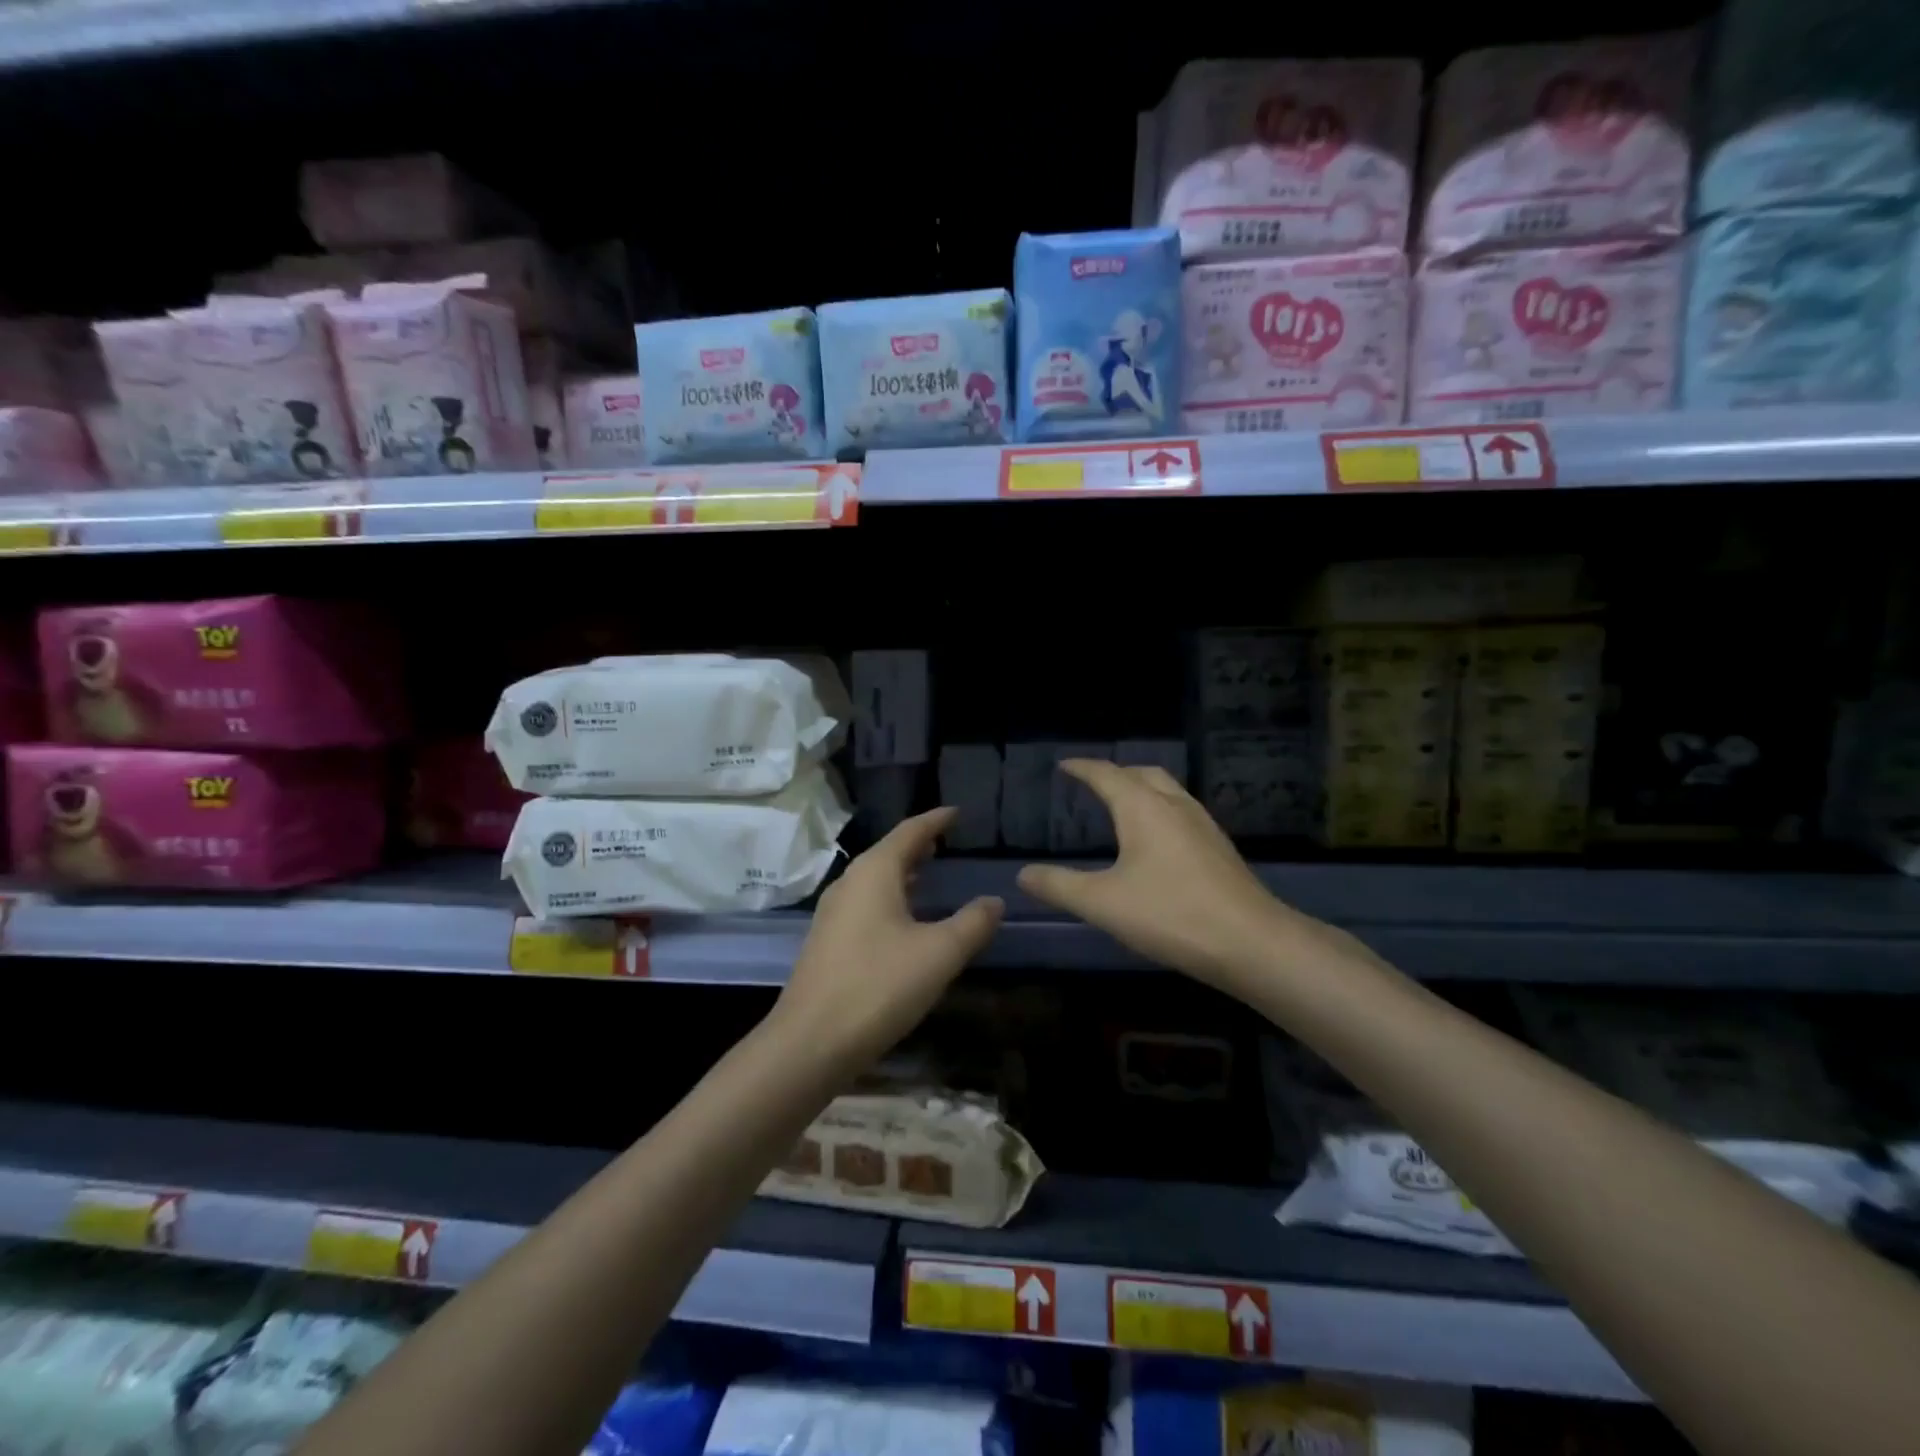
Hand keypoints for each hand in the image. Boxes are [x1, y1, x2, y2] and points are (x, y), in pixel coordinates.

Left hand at [771, 807, 1002, 1070]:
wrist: (810, 1042)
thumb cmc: (879, 986)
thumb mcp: (939, 954)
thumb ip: (972, 924)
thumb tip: (994, 901)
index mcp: (874, 873)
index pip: (909, 831)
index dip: (935, 820)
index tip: (956, 812)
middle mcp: (849, 883)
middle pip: (888, 852)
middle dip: (918, 845)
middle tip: (945, 841)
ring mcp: (833, 913)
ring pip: (874, 879)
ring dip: (902, 873)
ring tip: (927, 873)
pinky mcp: (827, 942)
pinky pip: (864, 903)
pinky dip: (889, 897)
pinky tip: (902, 920)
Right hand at [1017, 760, 1316, 993]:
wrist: (1251, 943)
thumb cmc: (1170, 914)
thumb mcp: (1102, 903)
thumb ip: (1059, 886)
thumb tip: (1023, 874)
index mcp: (1143, 808)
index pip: (1107, 774)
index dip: (1083, 768)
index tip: (1064, 765)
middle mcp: (1175, 805)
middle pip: (1143, 774)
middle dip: (1116, 773)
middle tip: (1094, 783)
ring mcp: (1203, 825)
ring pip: (1168, 791)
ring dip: (1142, 789)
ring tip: (1123, 806)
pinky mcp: (1219, 848)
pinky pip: (1182, 812)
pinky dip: (1160, 810)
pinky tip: (1158, 841)